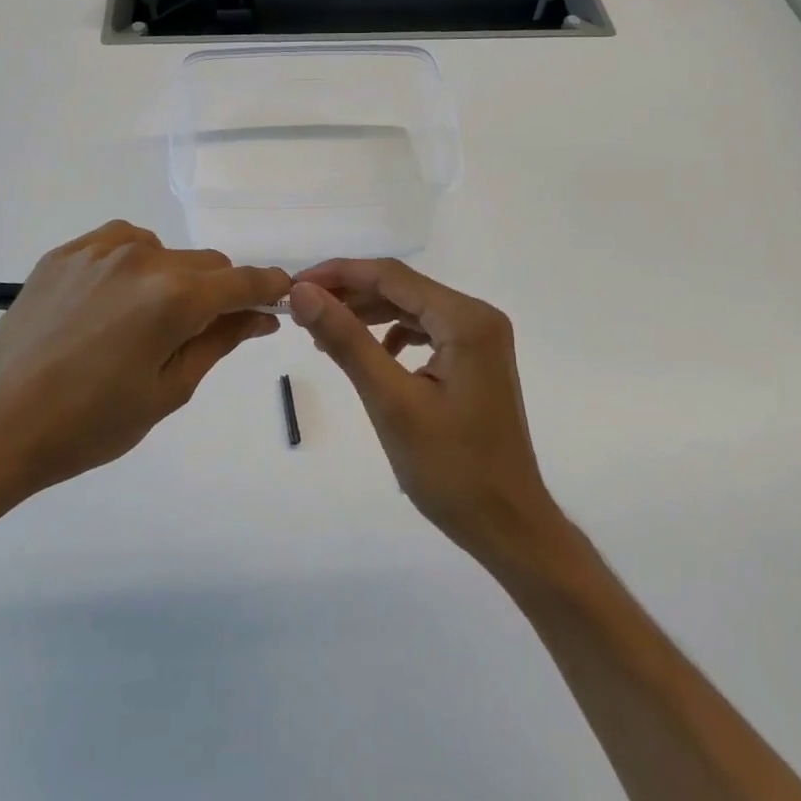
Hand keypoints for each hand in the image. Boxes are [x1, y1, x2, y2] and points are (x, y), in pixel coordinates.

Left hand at [0, 222, 289, 529]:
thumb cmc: (89, 424)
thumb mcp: (167, 391)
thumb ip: (219, 343)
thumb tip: (260, 316)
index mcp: (174, 296)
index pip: (243, 281)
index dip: (269, 288)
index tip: (279, 301)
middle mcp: (142, 258)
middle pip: (207, 264)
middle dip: (220, 292)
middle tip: (208, 331)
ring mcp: (98, 250)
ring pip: (165, 251)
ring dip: (175, 279)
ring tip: (149, 323)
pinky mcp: (65, 253)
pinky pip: (121, 245)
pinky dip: (135, 266)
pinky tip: (117, 302)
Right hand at [288, 259, 561, 564]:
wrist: (507, 525)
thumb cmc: (451, 468)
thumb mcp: (391, 401)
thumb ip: (347, 340)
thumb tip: (303, 292)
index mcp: (466, 320)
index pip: (392, 276)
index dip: (338, 274)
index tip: (293, 286)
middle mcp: (478, 317)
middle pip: (402, 289)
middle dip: (350, 295)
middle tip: (300, 311)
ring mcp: (480, 340)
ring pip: (411, 309)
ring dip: (367, 315)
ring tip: (323, 331)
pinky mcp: (475, 362)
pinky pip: (425, 333)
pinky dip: (390, 336)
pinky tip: (369, 355)